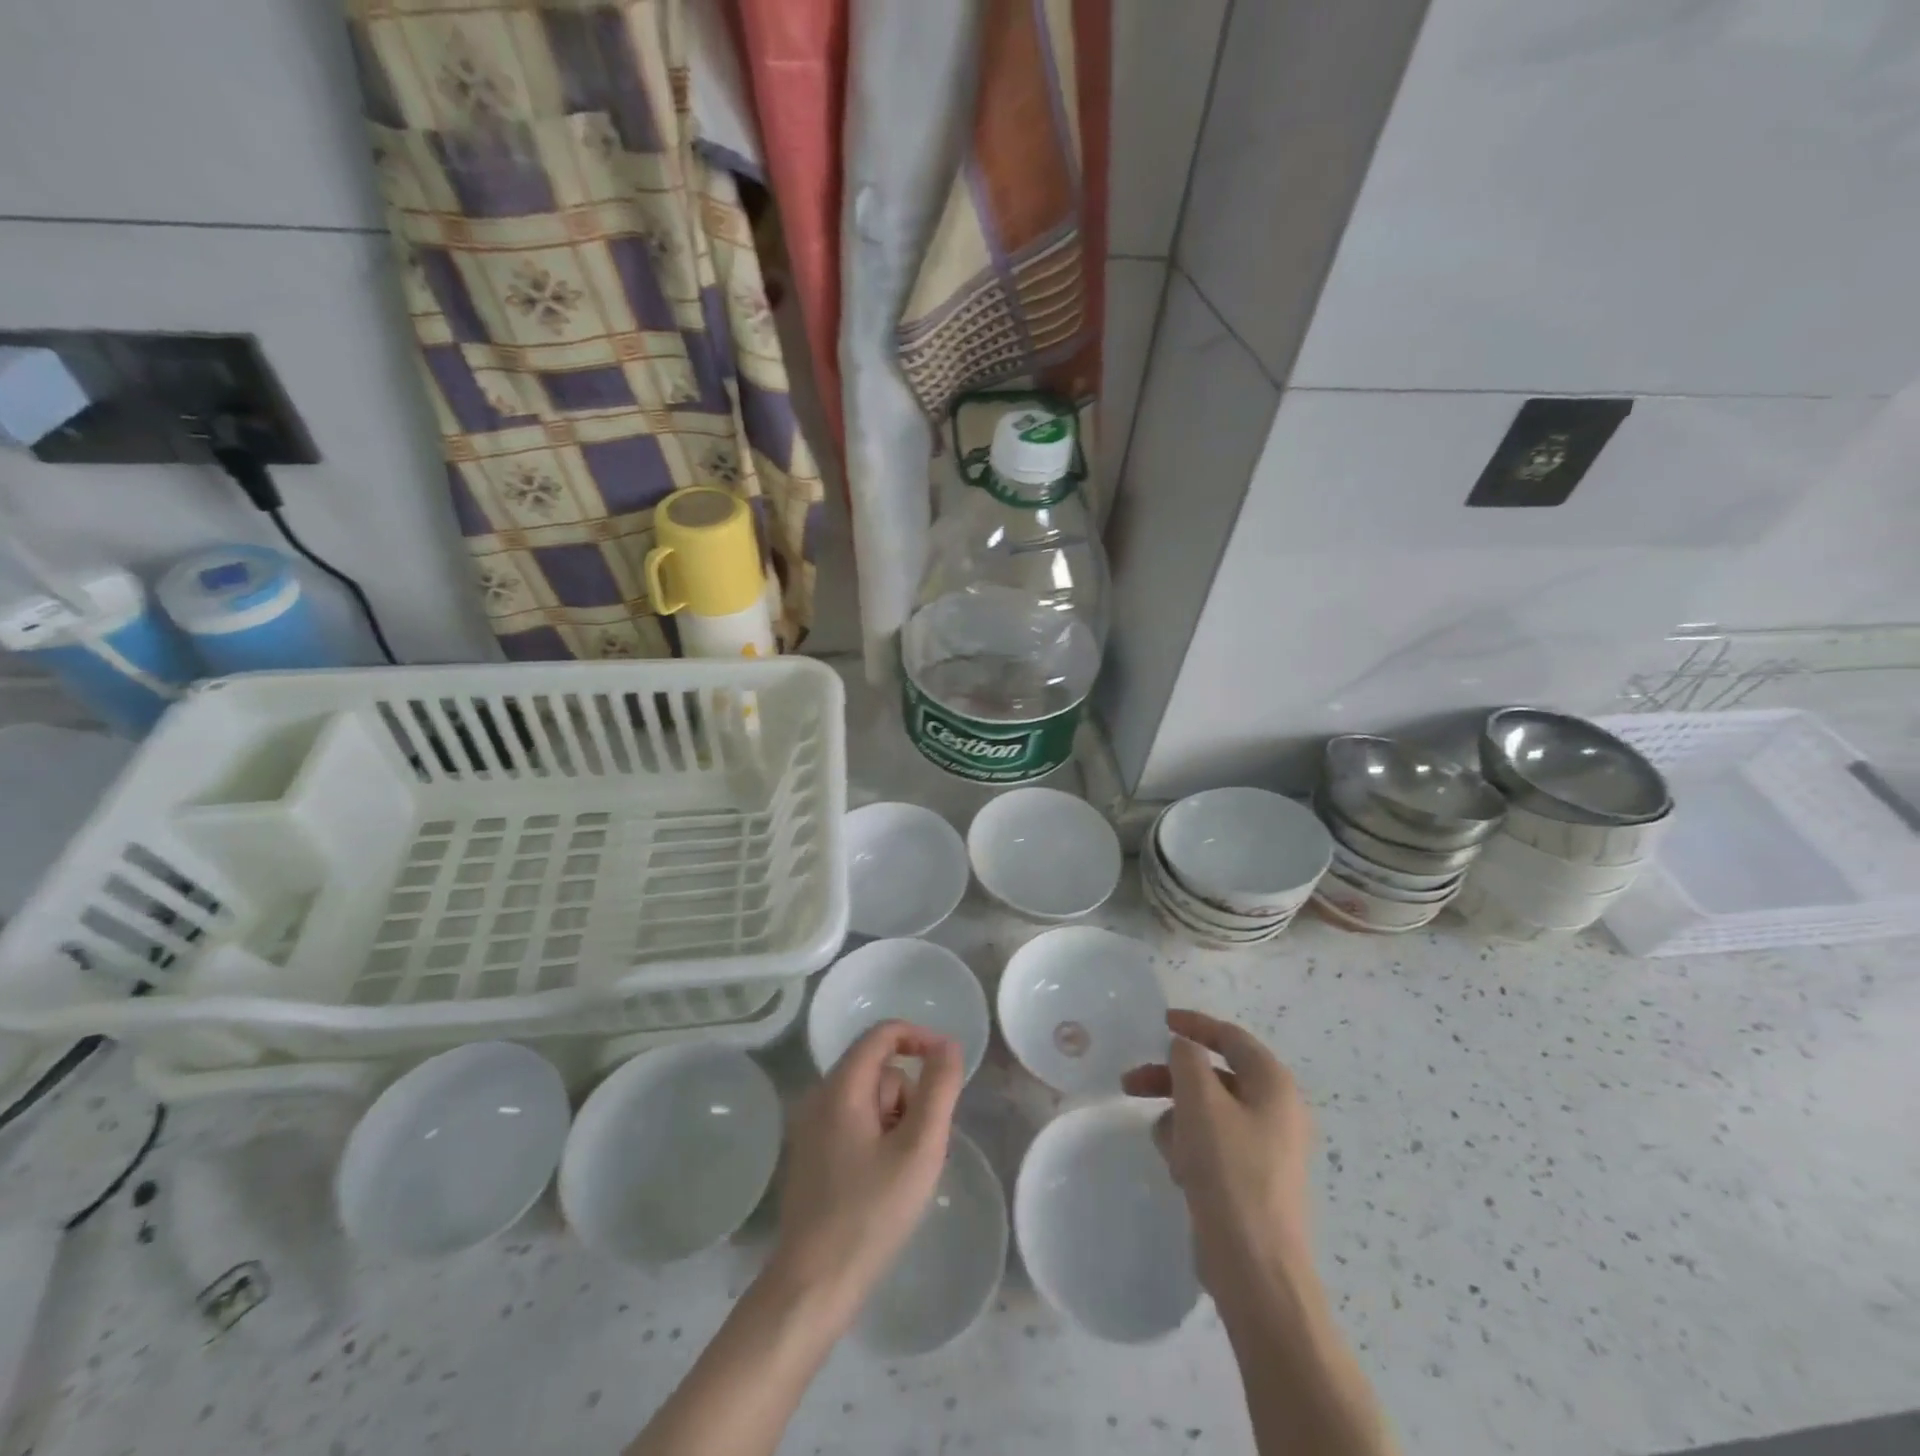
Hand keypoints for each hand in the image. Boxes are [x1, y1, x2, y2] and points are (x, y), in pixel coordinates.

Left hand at [767, 1021, 963, 1325]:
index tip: (949, 1066)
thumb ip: (939, 1089)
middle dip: (909, 1097)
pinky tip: (883, 1183)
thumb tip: (947, 1045)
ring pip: (869, 1100)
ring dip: (896, 1122)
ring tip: (903, 1171)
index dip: (920, 1038)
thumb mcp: (919, 1148)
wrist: (813, 1286)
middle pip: (878, 1070)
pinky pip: (855, 1123)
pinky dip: (878, 1138)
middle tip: (921, 1146)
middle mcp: (819, 1097)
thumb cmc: (871, 1214)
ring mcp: (811, 1127)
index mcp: (840, 1088)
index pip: (882, 1034)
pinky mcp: (811, 1154)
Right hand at [1122, 1009, 1314, 1296]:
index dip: (1194, 1025)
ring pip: (1209, 1112)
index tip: (1160, 1021)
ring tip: (1160, 1140)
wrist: (1255, 1267)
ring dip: (1177, 1116)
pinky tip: (1177, 1168)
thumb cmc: (1229, 1171)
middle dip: (1171, 1077)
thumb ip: (1187, 1060)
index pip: (1231, 1038)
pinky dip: (1190, 1146)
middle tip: (1130, 1082)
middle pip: (1214, 1076)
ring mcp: (1266, 1148)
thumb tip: (1184, 1048)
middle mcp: (1276, 1111)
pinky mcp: (1251, 1180)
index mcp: (1274, 1085)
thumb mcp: (1200, 1101)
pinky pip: (1213, 1145)